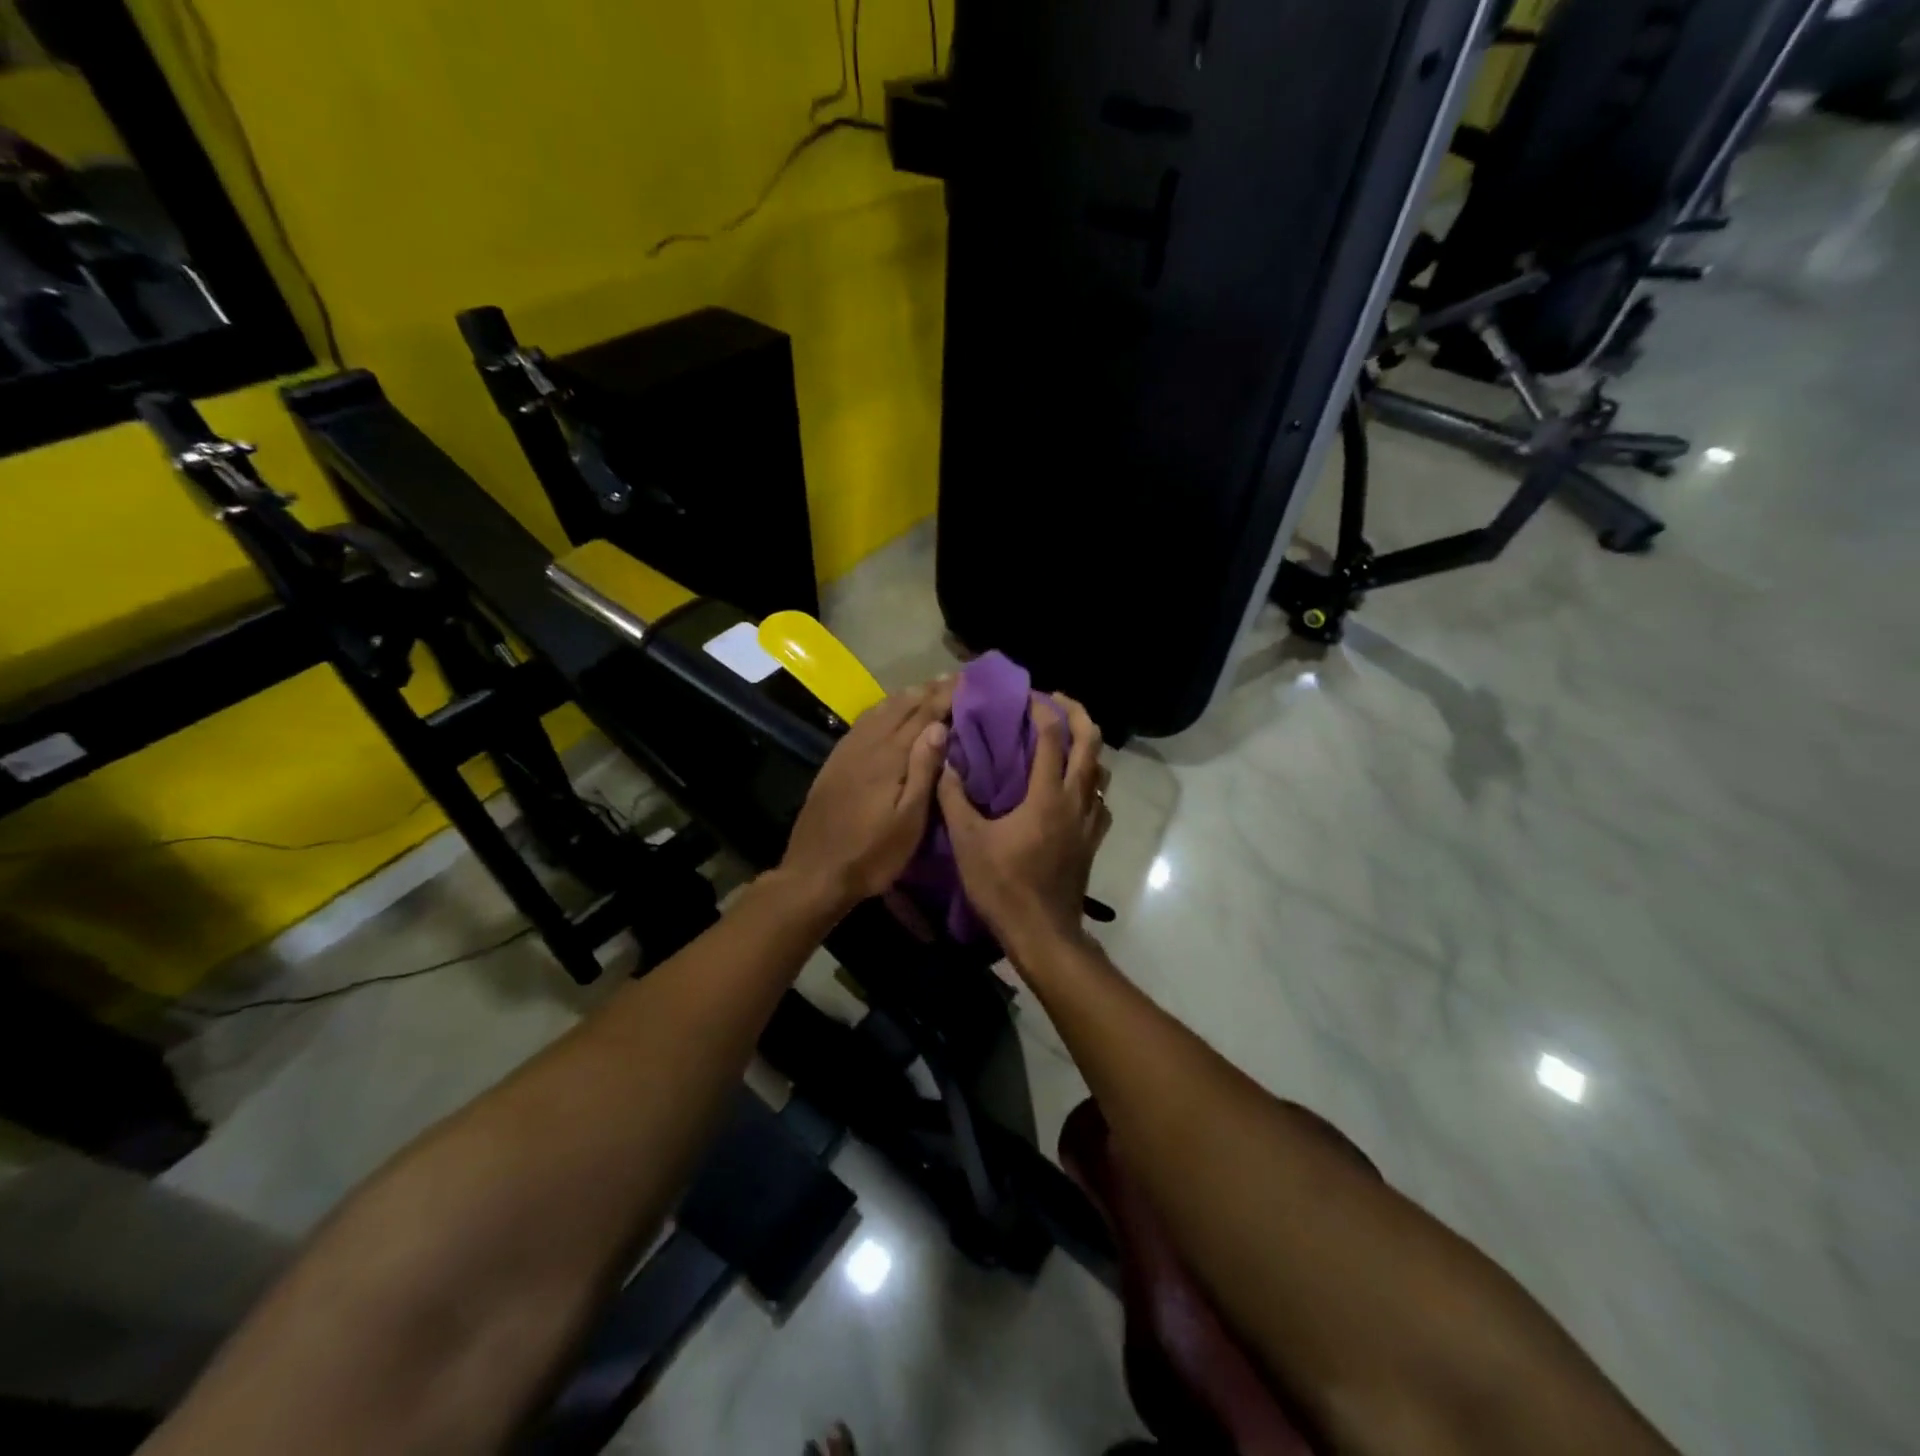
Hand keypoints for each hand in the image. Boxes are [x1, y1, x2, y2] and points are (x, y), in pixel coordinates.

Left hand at [779, 677, 954, 913]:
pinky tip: (886, 711)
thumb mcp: (909, 821)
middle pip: (900, 706)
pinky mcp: (834, 762)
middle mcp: (867, 745)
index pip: (923, 715)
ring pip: (879, 710)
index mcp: (889, 757)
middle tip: (952, 678)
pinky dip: (881, 708)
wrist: (815, 873)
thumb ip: (923, 770)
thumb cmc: (872, 854)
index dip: (945, 696)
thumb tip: (939, 726)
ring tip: (925, 688)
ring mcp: (847, 751)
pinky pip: (862, 722)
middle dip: (927, 690)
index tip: (967, 680)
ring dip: (904, 696)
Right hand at [938, 692, 1110, 961]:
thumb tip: (944, 763)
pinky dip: (1091, 782)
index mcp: (1047, 796)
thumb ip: (954, 798)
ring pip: (1101, 770)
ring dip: (1087, 746)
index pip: (1052, 737)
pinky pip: (1100, 799)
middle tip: (1056, 701)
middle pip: (1091, 743)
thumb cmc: (1002, 886)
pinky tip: (1073, 788)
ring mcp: (1090, 821)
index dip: (1041, 710)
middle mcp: (1076, 800)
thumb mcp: (967, 841)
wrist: (1042, 933)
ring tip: (1065, 739)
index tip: (1026, 696)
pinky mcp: (1093, 840)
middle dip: (1077, 713)